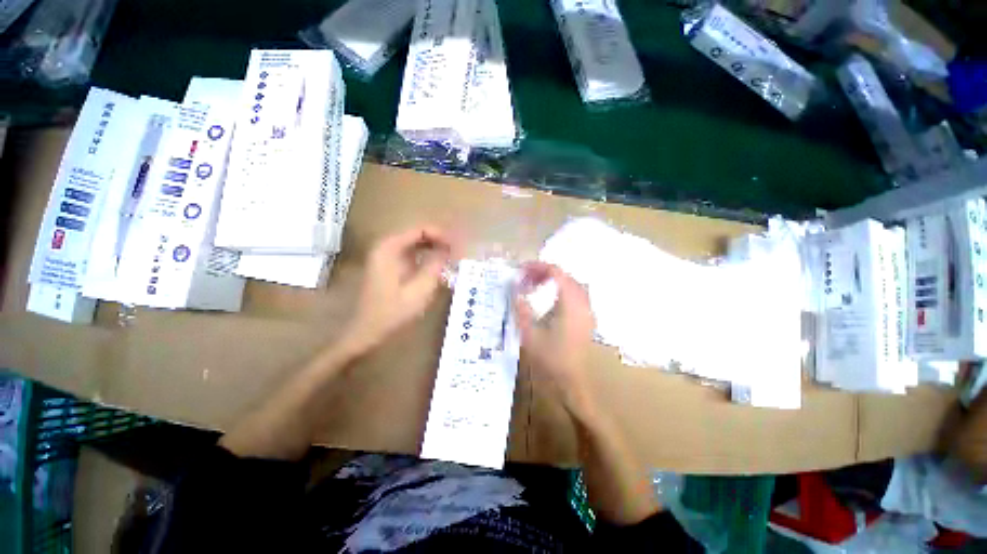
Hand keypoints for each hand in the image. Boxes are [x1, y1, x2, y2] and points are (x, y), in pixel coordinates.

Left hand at [345, 226, 456, 352]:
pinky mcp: (389, 266)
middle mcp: (385, 247)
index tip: (457, 246)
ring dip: (433, 248)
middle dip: (438, 240)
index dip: (441, 235)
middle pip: (417, 234)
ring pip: (415, 244)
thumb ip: (435, 266)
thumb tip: (449, 249)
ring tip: (451, 257)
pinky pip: (411, 254)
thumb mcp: (419, 290)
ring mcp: (385, 256)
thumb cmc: (392, 312)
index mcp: (389, 249)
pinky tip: (437, 265)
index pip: (420, 230)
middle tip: (457, 252)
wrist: (366, 332)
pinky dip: (425, 256)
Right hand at [515, 262, 596, 416]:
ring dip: (554, 281)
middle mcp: (582, 304)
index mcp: (570, 304)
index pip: (557, 273)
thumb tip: (515, 291)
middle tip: (526, 278)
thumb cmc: (550, 360)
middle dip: (544, 273)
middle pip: (565, 276)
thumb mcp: (529, 334)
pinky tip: (548, 299)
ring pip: (571, 285)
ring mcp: (586, 312)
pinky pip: (575, 295)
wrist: (571, 384)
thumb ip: (522, 309)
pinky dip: (561, 290)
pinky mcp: (586, 320)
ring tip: (535, 285)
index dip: (538, 267)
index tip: (522, 270)